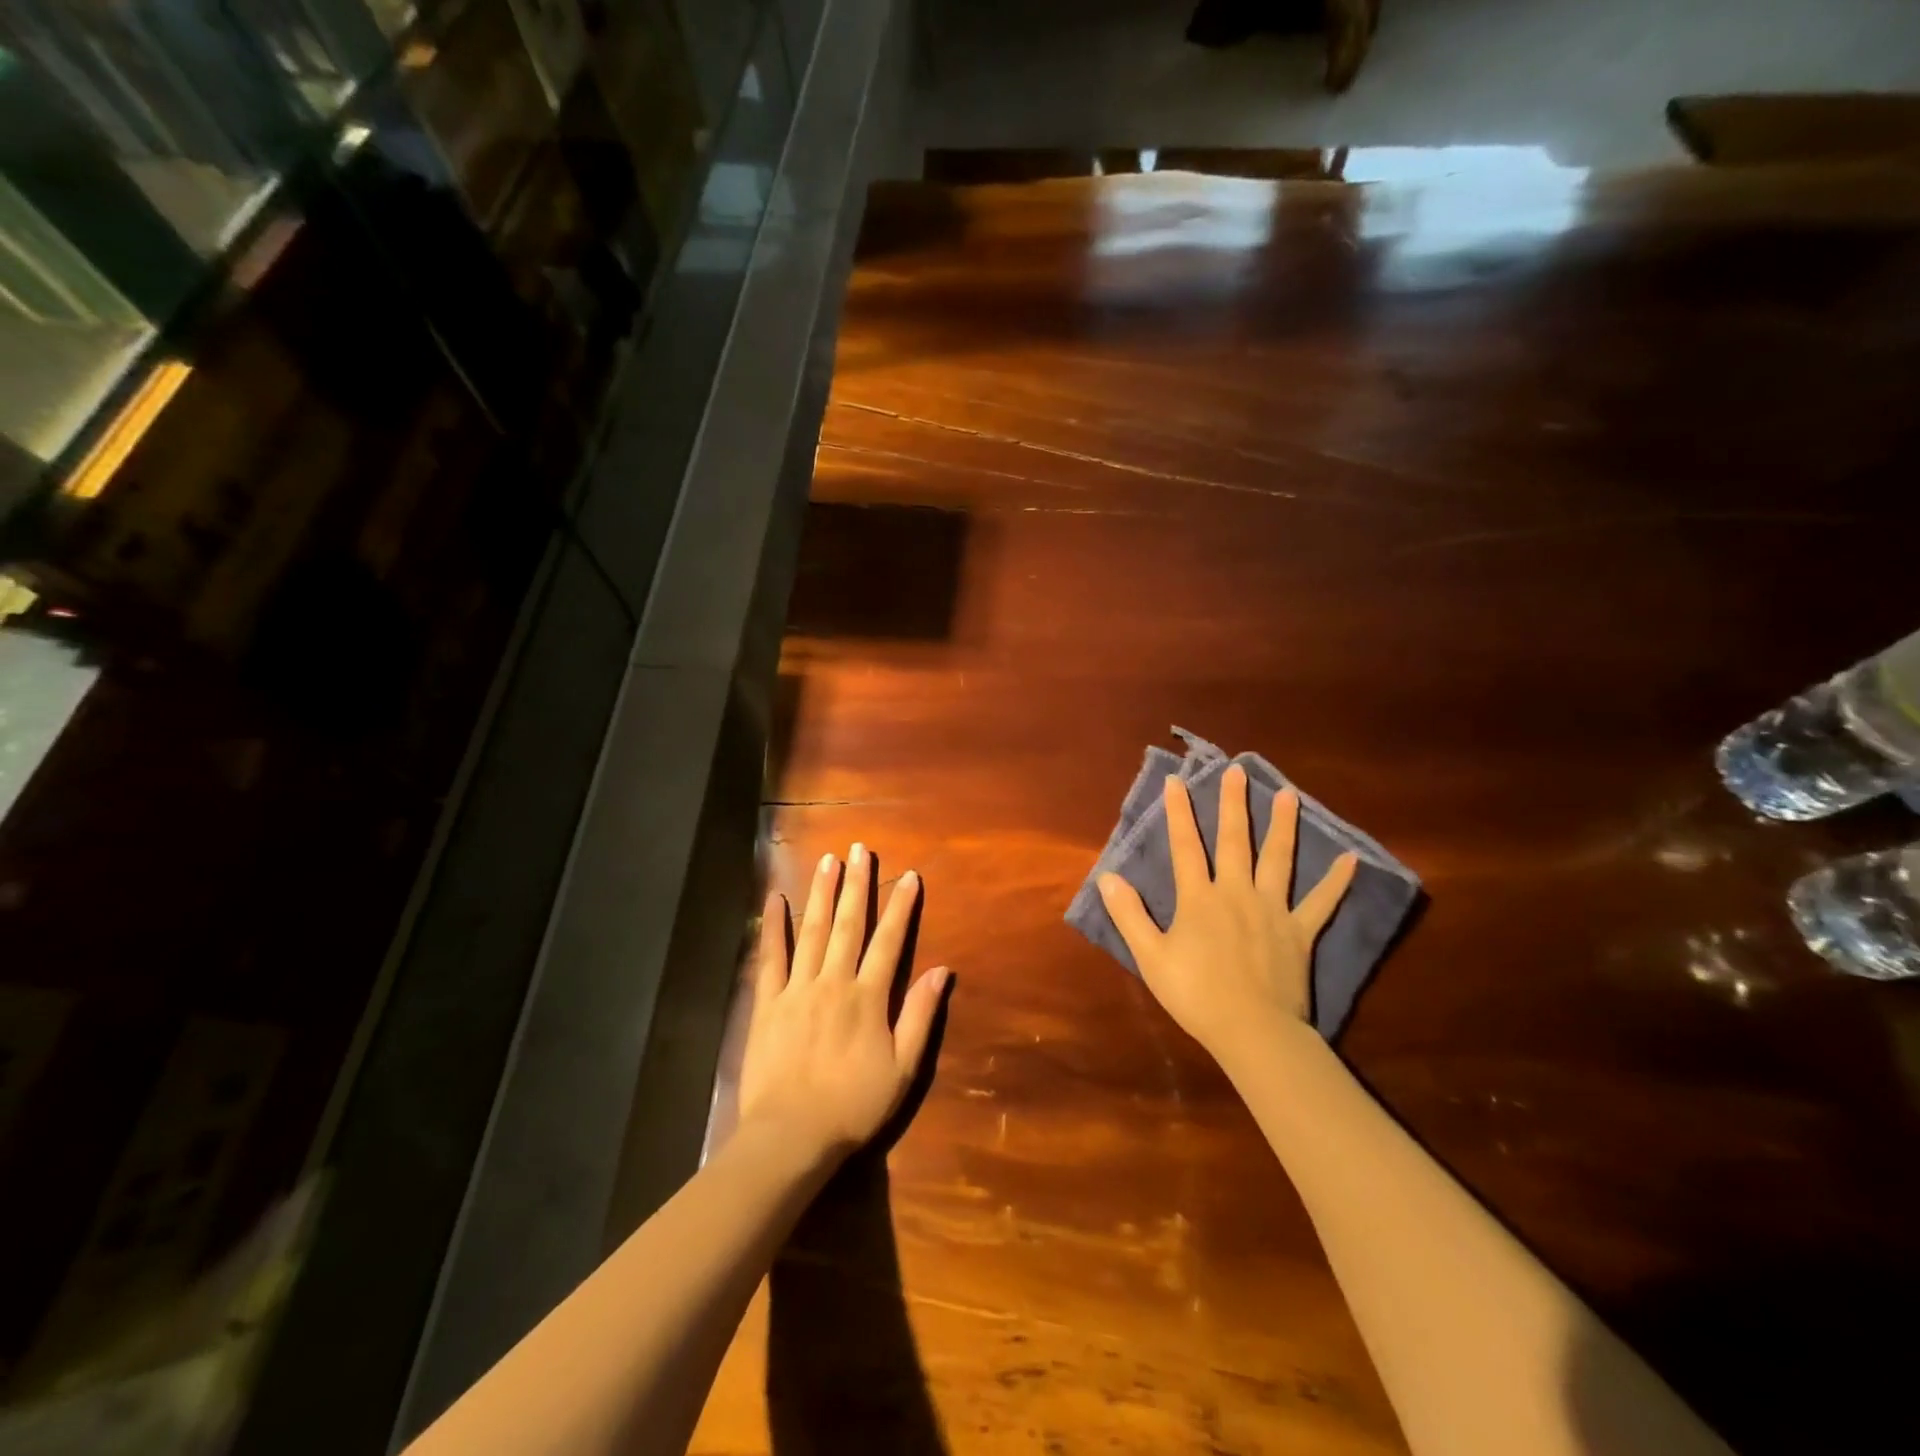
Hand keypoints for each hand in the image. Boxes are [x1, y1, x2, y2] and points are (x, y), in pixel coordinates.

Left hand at [739, 845, 949, 1163]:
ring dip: (821, 893)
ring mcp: (797, 989)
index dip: (901, 906)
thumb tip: (942, 970)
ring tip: (827, 860)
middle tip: (860, 848)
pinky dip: (773, 927)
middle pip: (848, 924)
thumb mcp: (903, 1068)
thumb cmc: (853, 1105)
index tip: (909, 875)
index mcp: (868, 997)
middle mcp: (834, 981)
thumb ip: (920, 1015)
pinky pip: (770, 958)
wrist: (790, 1135)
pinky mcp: (767, 1003)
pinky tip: (774, 899)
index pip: (889, 941)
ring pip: (812, 931)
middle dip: (857, 884)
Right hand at [1099, 766, 1355, 1066]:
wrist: (1251, 1030)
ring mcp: (1272, 910)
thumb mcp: (1150, 956)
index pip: (1186, 846)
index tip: (1177, 781)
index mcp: (1199, 898)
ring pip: (1278, 859)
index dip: (1178, 812)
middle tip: (1237, 771)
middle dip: (1233, 804)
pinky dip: (1336, 882)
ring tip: (1288, 795)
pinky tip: (1351, 860)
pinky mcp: (1299, 932)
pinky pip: (1321, 902)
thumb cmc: (1195, 994)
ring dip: (1282, 826)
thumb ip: (1129, 914)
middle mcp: (1236, 892)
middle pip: (1234, 841)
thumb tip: (1108, 877)